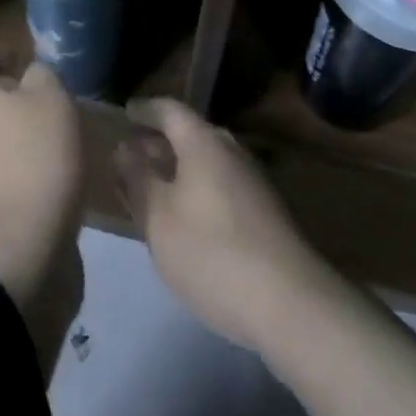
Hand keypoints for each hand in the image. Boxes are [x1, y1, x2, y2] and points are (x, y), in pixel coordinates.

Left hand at [0, 60, 84, 365]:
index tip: (18, 65)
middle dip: (10, 102)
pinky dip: (24, 171)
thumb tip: (31, 75)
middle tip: (49, 104)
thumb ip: (41, 75)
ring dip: (20, 138)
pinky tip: (56, 176)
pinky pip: (2, 176)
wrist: (20, 251)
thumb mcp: (51, 99)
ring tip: (59, 141)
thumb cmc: (34, 159)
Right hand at [113, 97, 333, 350]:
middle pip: (191, 134)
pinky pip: (222, 185)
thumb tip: (125, 148)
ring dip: (179, 169)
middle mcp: (231, 151)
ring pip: (208, 162)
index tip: (126, 112)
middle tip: (133, 154)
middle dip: (160, 142)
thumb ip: (137, 179)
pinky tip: (186, 218)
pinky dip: (198, 190)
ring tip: (154, 188)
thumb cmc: (211, 252)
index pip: (169, 110)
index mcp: (203, 142)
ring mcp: (254, 182)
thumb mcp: (158, 217)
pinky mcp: (266, 213)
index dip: (145, 109)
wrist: (291, 305)